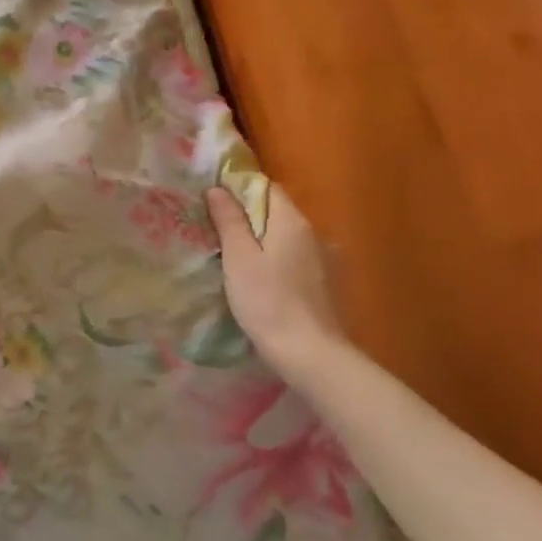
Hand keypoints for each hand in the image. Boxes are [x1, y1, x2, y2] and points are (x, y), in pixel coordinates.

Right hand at [206, 181, 343, 360]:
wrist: (309, 352)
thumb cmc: (266, 300)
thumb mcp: (238, 258)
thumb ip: (229, 221)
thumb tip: (218, 189)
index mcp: (292, 221)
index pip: (266, 188)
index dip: (240, 190)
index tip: (215, 204)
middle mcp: (314, 233)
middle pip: (277, 213)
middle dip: (250, 217)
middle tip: (219, 233)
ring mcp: (325, 259)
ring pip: (287, 238)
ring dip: (264, 241)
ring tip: (238, 259)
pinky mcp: (326, 284)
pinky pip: (296, 259)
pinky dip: (278, 261)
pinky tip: (264, 281)